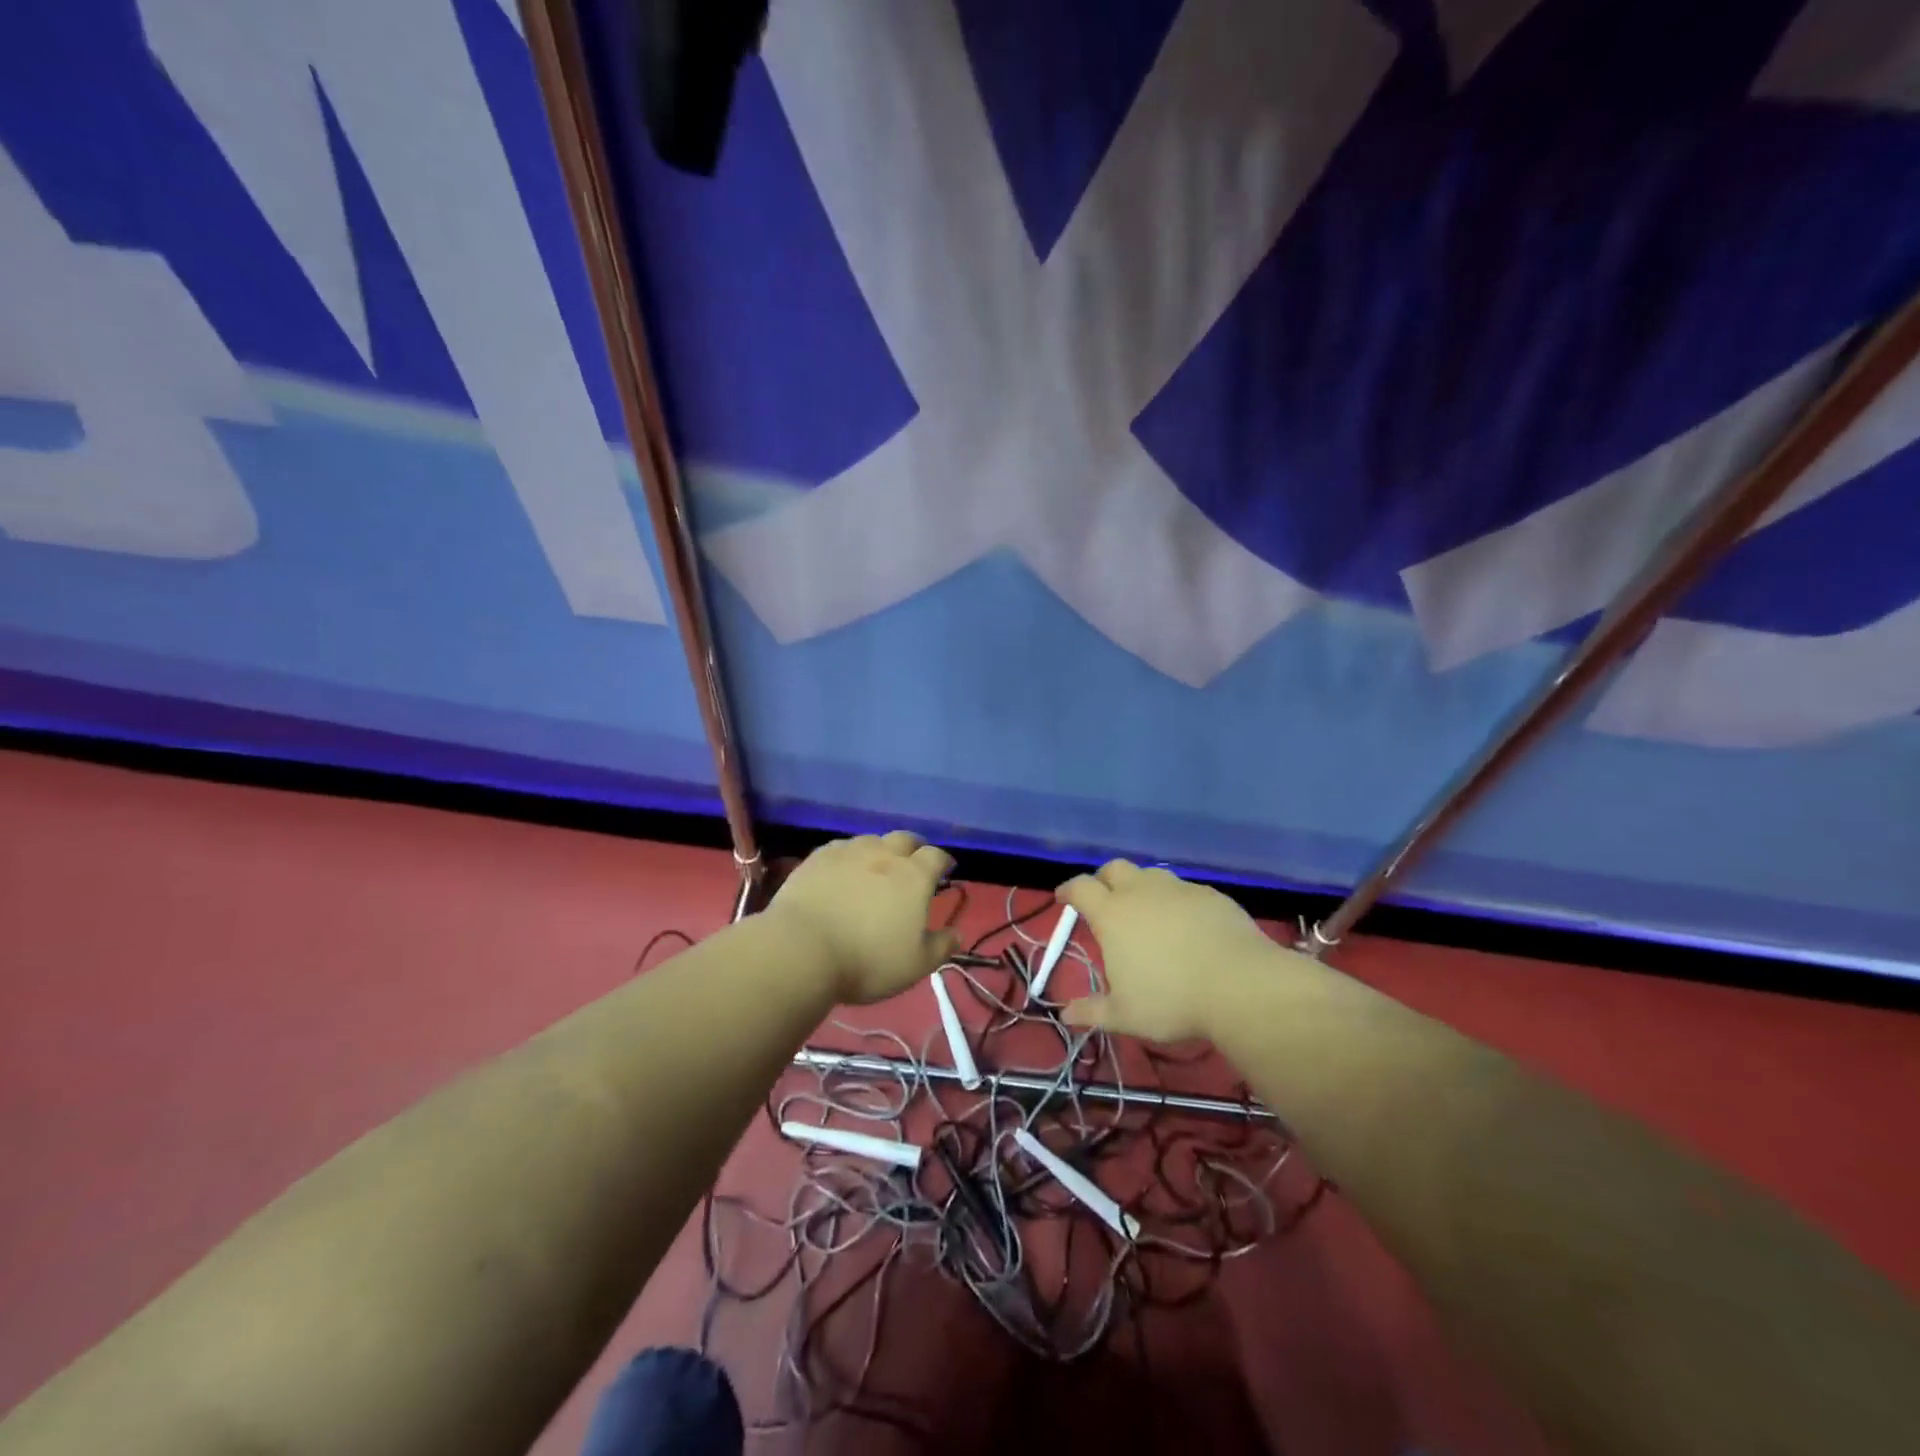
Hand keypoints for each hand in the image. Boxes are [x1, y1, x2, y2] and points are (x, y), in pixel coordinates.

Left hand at [768, 832, 956, 1004]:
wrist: (803, 949)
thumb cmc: (867, 960)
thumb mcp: (915, 965)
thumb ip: (940, 947)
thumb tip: (958, 934)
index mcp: (914, 876)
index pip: (936, 856)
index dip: (943, 861)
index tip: (945, 870)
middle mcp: (884, 855)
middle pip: (905, 838)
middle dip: (914, 847)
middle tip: (913, 863)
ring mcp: (848, 852)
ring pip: (872, 840)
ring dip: (880, 849)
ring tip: (877, 866)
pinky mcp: (818, 857)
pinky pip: (841, 848)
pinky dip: (849, 856)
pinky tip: (843, 870)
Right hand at [1055, 860, 1287, 1041]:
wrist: (1239, 985)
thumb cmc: (1171, 1000)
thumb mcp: (1125, 1015)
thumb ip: (1092, 1011)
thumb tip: (1065, 1013)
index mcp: (1112, 914)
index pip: (1080, 887)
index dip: (1068, 890)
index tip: (1063, 898)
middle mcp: (1141, 891)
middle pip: (1114, 868)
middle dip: (1103, 879)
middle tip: (1104, 899)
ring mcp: (1178, 889)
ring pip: (1150, 874)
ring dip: (1140, 886)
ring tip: (1146, 910)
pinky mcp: (1210, 895)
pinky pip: (1184, 890)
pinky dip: (1175, 900)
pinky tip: (1185, 923)